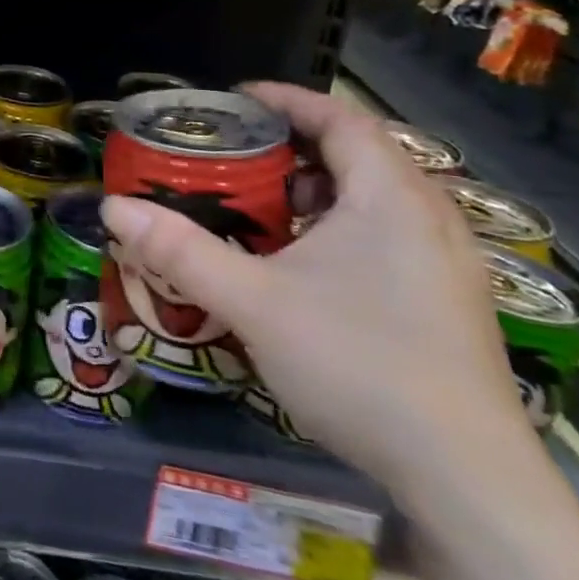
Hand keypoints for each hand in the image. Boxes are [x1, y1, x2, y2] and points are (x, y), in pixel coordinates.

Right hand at [101, 83, 528, 496]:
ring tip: (261, 207)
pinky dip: (339, 227)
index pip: (341, 119)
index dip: (287, 100)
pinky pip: (387, 235)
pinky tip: (303, 265)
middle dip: (292, 147)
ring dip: (316, 191)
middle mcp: (428, 218)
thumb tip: (113, 208)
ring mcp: (447, 263)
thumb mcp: (253, 302)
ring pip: (374, 199)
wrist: (465, 479)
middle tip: (235, 156)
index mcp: (390, 198)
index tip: (235, 100)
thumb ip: (180, 251)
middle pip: (358, 155)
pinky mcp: (447, 302)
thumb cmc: (358, 364)